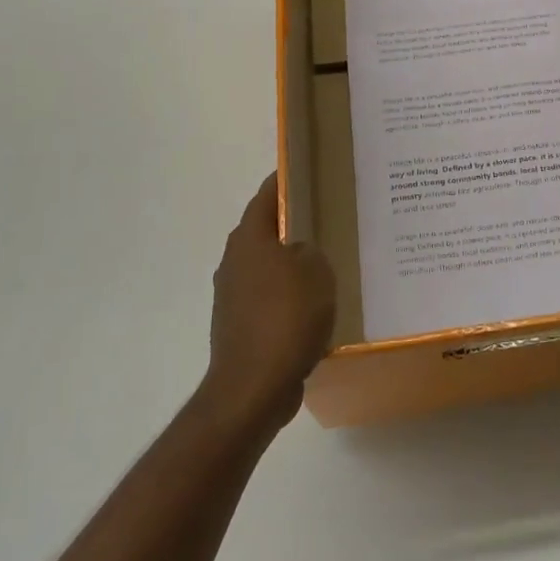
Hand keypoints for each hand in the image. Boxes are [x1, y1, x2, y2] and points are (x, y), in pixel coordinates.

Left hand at [202, 173, 337, 432]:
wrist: (253, 387)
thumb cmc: (286, 317)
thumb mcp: (316, 270)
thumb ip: (311, 250)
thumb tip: (300, 252)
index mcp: (249, 239)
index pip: (267, 195)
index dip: (286, 181)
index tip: (309, 173)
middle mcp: (234, 261)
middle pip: (265, 231)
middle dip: (293, 224)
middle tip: (327, 219)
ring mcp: (232, 296)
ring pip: (267, 266)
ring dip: (290, 264)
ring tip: (327, 263)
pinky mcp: (238, 326)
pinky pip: (268, 298)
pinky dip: (287, 296)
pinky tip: (313, 306)